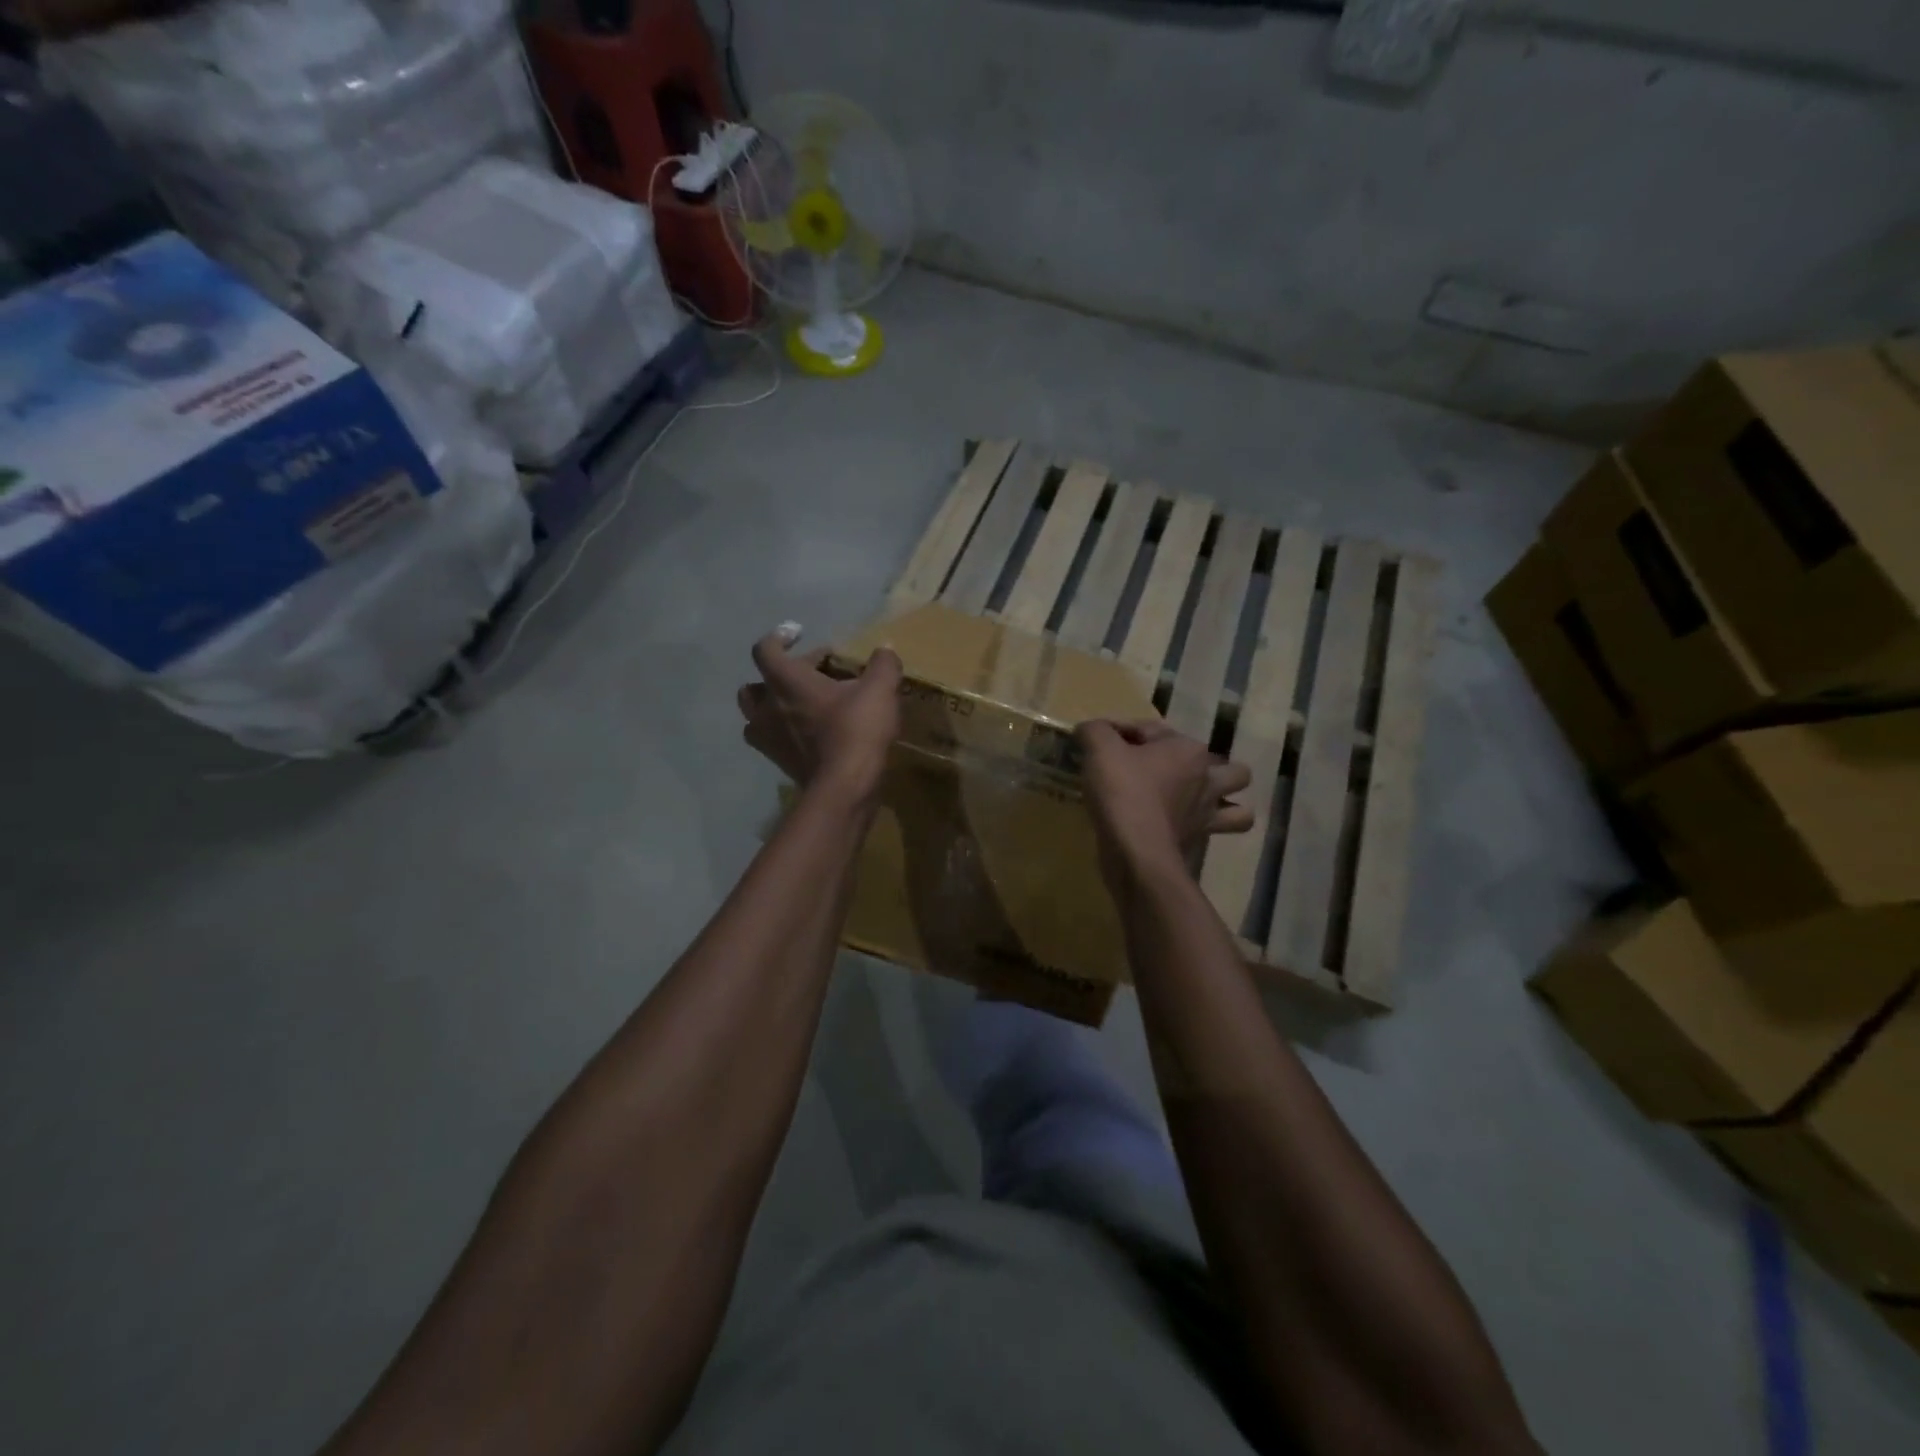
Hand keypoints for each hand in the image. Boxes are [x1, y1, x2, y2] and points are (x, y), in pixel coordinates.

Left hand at [737, 630, 902, 798]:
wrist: (844, 788)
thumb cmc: (855, 731)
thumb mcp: (880, 690)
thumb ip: (883, 665)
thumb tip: (884, 651)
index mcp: (786, 681)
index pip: (766, 649)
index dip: (780, 636)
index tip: (799, 633)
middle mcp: (768, 707)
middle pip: (755, 684)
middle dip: (779, 675)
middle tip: (811, 674)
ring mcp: (769, 738)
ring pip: (756, 715)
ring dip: (774, 706)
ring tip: (803, 705)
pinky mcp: (779, 762)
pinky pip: (772, 740)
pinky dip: (784, 732)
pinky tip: (810, 733)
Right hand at [1077, 719, 1252, 882]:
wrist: (1136, 851)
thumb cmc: (1123, 792)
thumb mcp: (1100, 750)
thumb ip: (1095, 731)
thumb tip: (1091, 728)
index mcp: (1188, 750)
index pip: (1152, 729)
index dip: (1120, 730)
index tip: (1096, 742)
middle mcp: (1207, 779)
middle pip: (1228, 768)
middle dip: (1208, 768)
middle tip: (1173, 773)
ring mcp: (1208, 814)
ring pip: (1240, 810)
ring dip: (1225, 806)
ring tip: (1198, 805)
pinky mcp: (1199, 843)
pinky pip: (1213, 836)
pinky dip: (1202, 832)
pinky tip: (1182, 830)